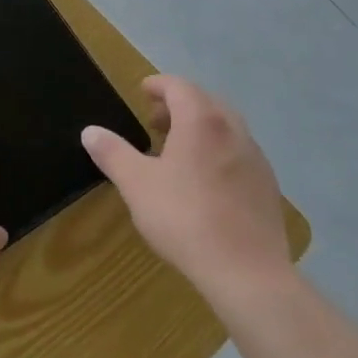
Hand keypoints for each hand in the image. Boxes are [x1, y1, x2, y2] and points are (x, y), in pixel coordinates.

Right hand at [81, 75, 291, 315]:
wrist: (247, 272)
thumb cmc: (185, 218)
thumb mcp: (136, 184)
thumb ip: (112, 153)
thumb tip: (90, 132)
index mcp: (201, 122)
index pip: (180, 87)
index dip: (159, 85)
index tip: (142, 91)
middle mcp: (233, 131)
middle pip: (206, 102)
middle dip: (180, 105)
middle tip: (155, 122)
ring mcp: (255, 158)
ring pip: (226, 127)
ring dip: (200, 128)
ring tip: (177, 151)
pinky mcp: (267, 186)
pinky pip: (239, 153)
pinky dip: (218, 151)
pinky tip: (204, 181)